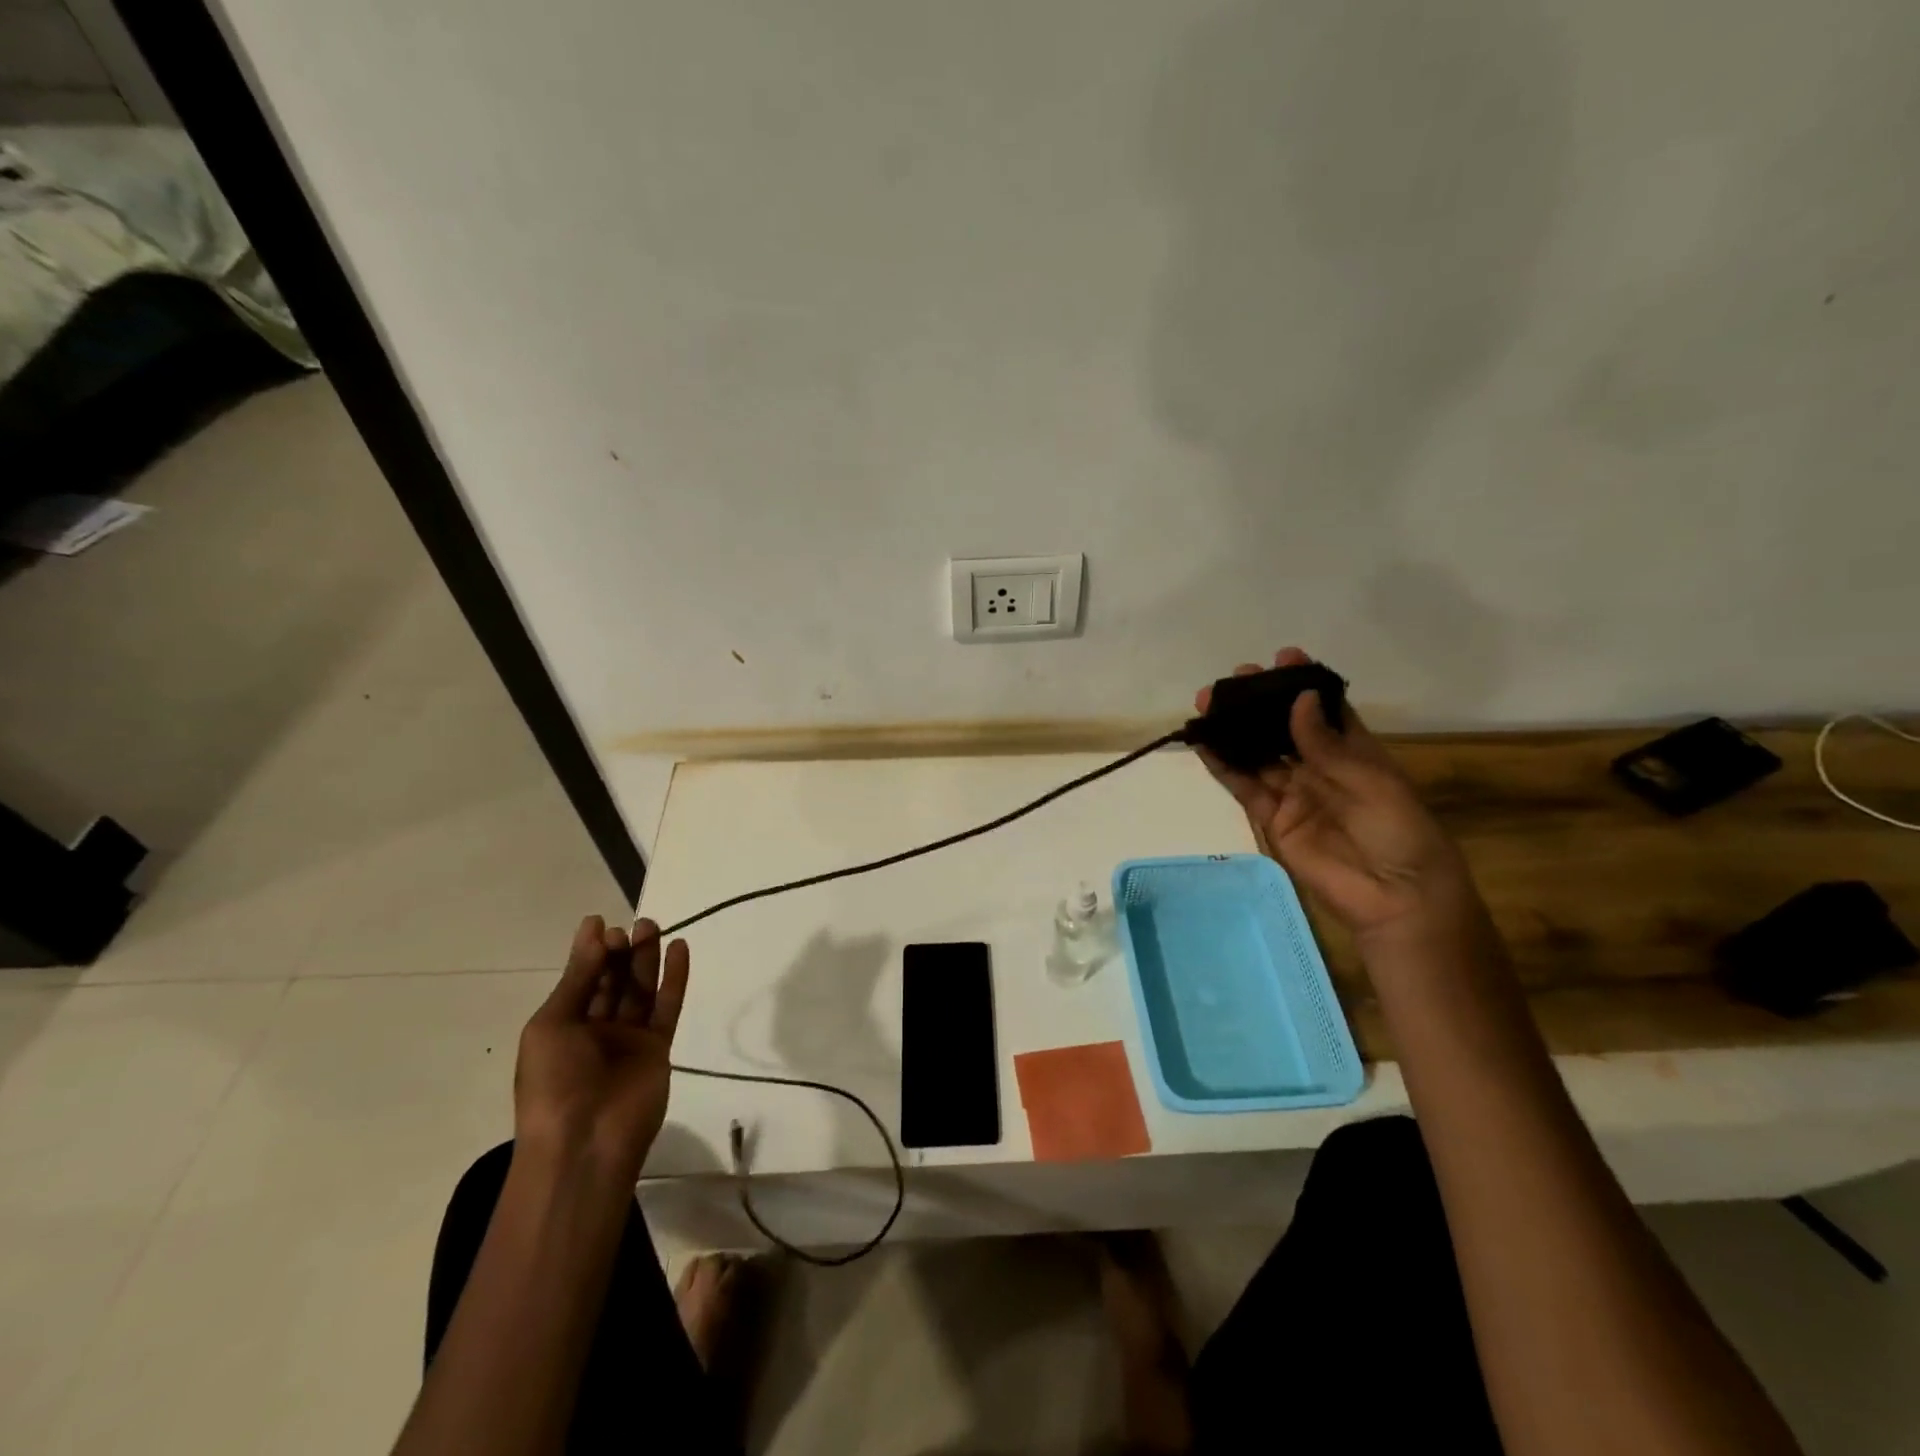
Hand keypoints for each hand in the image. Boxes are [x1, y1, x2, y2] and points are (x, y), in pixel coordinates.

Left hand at [514, 916, 688, 1183]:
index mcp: (563, 1026)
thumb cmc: (553, 1084)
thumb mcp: (551, 1025)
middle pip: (613, 980)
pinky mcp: (658, 1047)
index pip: (582, 979)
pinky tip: (680, 948)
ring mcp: (629, 1039)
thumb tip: (595, 929)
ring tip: (653, 926)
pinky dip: (675, 977)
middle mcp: (596, 1029)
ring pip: (641, 989)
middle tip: (633, 926)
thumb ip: (579, 977)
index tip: (603, 924)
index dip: (592, 951)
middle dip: (621, 951)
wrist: (584, 1144)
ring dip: (647, 958)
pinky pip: (667, 1006)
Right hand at [1194, 648, 1473, 947]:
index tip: (1282, 656)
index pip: (1325, 709)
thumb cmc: (1401, 832)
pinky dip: (1224, 766)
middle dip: (1259, 703)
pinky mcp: (1273, 819)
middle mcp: (1320, 768)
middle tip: (1234, 678)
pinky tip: (1205, 744)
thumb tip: (1298, 700)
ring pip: (1257, 754)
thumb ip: (1328, 746)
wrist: (1395, 898)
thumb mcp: (1372, 782)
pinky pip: (1244, 787)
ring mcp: (1294, 793)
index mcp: (1356, 753)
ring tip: (1207, 704)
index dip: (1303, 684)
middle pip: (1282, 728)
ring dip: (1234, 730)